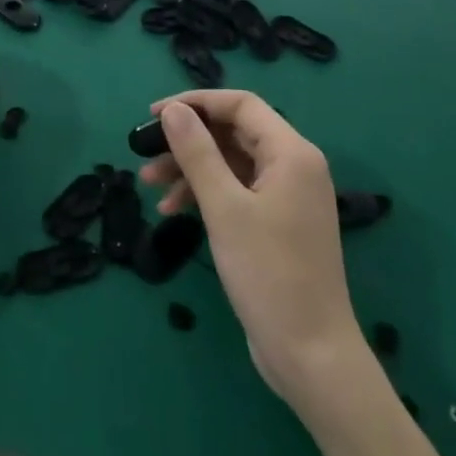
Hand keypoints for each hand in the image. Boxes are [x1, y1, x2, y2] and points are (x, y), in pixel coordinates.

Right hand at [140, 92, 362, 407]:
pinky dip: (205, 194)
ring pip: (230, 163)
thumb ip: (197, 153)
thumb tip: (173, 111)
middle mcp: (294, 166)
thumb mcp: (224, 208)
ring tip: (148, 184)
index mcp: (292, 153)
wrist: (310, 353)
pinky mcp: (277, 223)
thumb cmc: (268, 273)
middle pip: (233, 133)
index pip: (240, 105)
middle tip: (145, 153)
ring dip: (190, 169)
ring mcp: (287, 196)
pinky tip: (173, 210)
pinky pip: (236, 191)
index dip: (195, 103)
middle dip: (187, 140)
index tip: (154, 115)